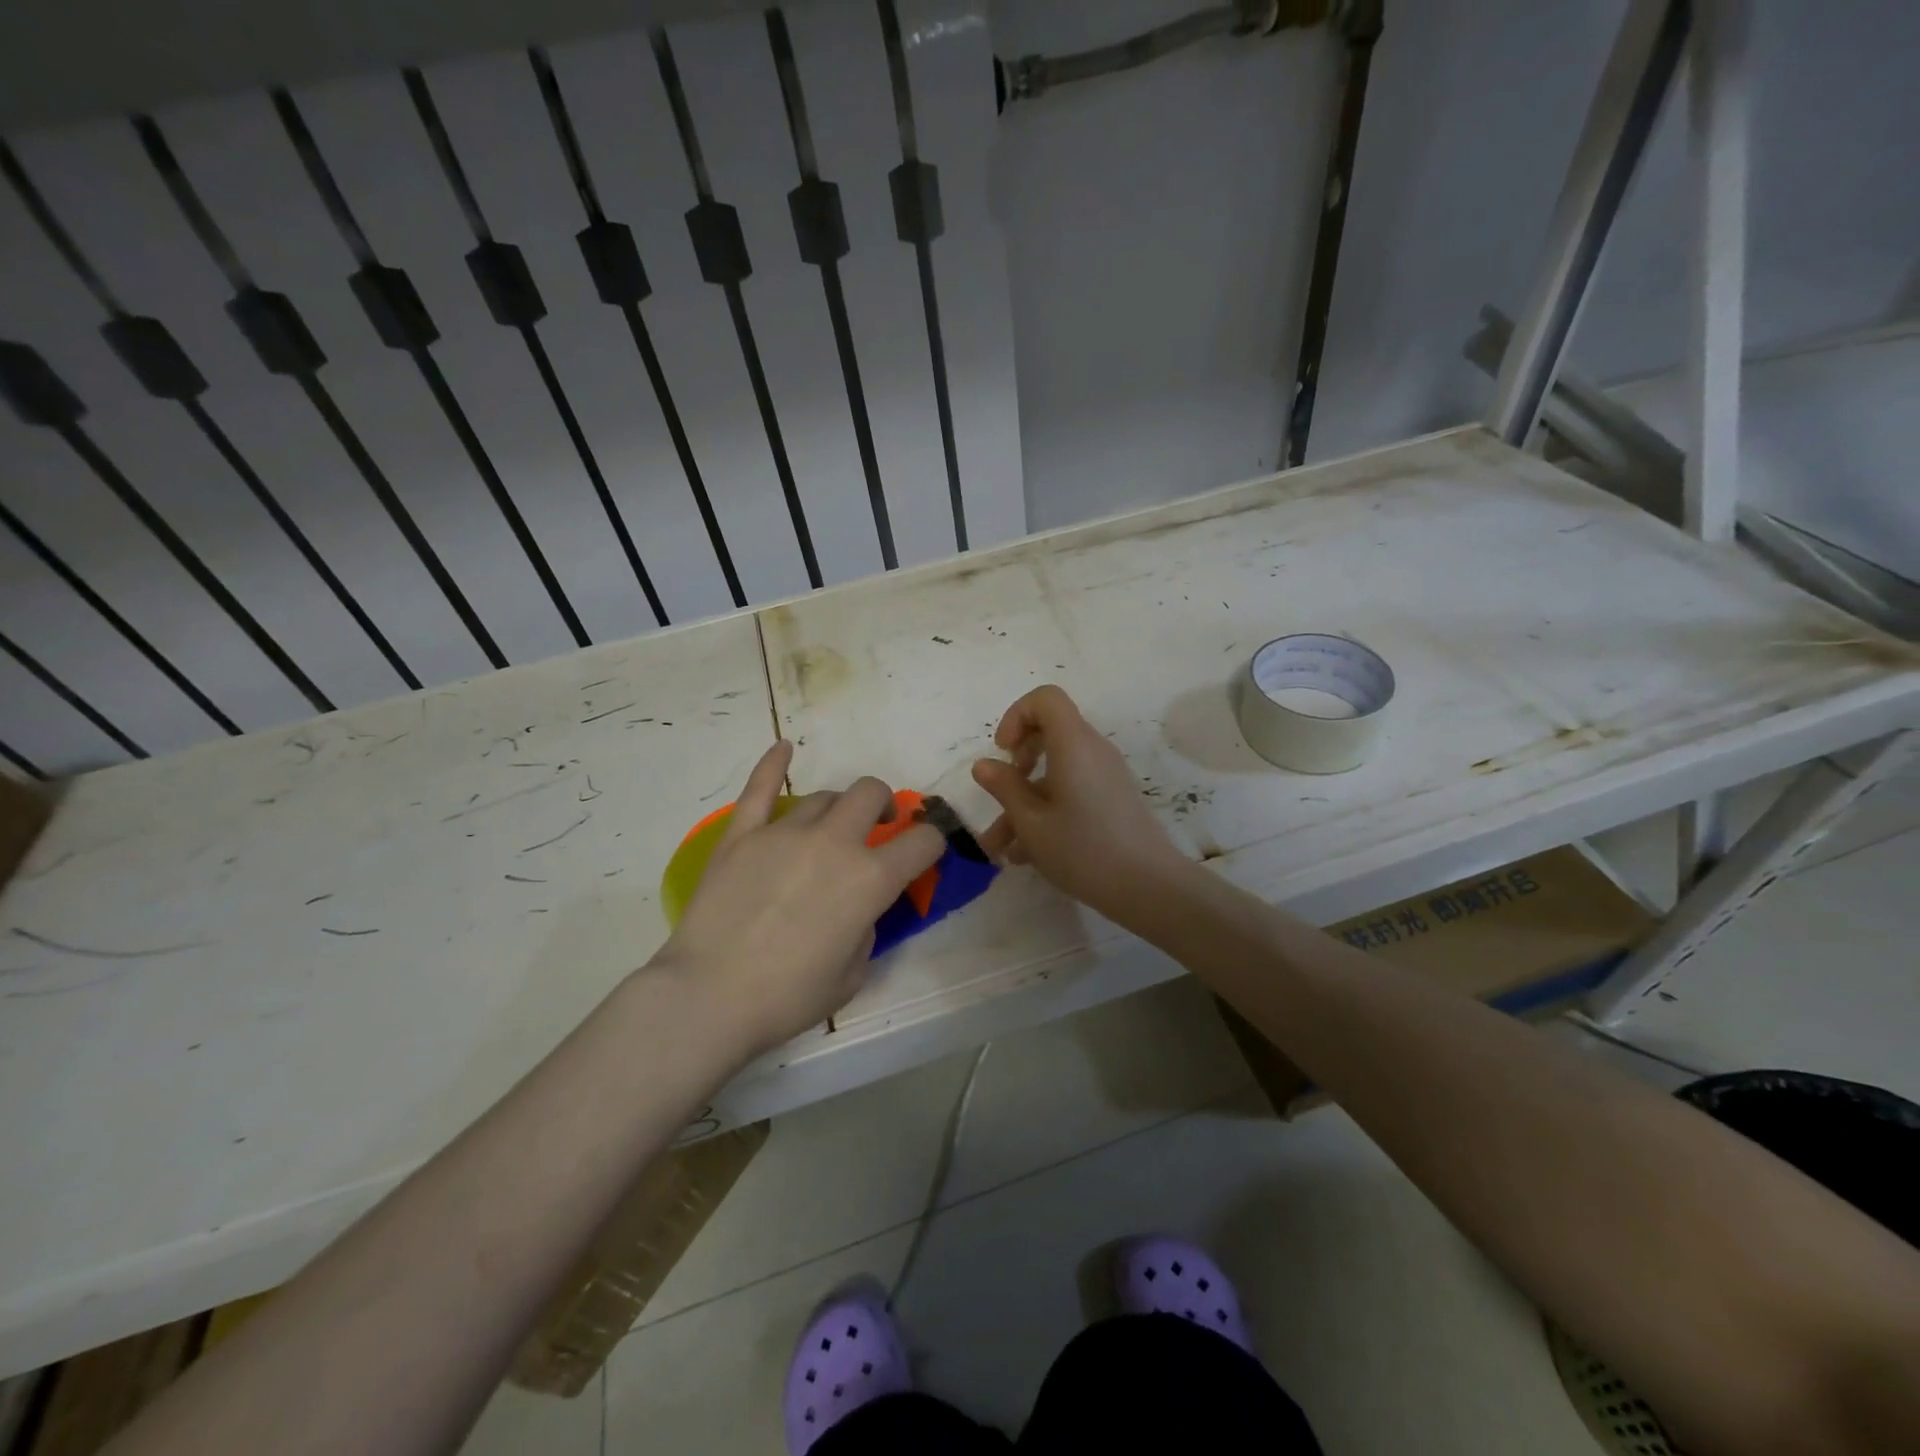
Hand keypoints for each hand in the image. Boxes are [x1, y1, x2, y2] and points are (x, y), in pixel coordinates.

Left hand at [655, 741, 944, 1056]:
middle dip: (883, 804)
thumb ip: (865, 927)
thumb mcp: (852, 974)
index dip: (931, 843)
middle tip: (877, 825)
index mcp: (870, 879)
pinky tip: (782, 748)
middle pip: (870, 793)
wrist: (709, 996)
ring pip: (823, 796)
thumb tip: (856, 907)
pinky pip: (760, 788)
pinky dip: (773, 765)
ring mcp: (784, 832)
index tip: (924, 852)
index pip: (922, 842)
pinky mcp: (742, 834)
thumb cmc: (788, 997)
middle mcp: (834, 843)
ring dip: (836, 808)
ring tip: (829, 827)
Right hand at [972, 686, 1191, 926]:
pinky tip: (1025, 855)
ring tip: (999, 845)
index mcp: (1073, 744)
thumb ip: (1004, 788)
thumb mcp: (1031, 822)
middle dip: (1017, 761)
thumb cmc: (1083, 850)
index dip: (1016, 716)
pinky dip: (1046, 811)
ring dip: (1024, 801)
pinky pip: (1071, 791)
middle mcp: (1092, 751)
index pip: (1045, 698)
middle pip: (1050, 733)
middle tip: (1004, 791)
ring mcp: (1105, 776)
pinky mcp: (1112, 800)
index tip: (1003, 752)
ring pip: (1055, 772)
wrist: (1148, 887)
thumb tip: (984, 765)